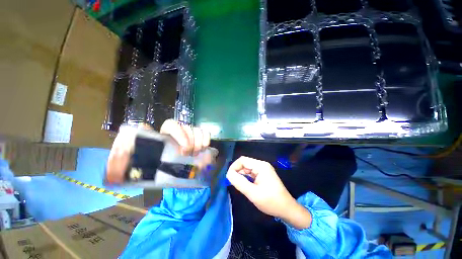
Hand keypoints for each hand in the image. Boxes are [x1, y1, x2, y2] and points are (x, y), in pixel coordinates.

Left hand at [106, 119, 210, 183]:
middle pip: (184, 126)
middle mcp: (175, 134)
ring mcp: (188, 136)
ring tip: (197, 153)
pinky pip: (204, 132)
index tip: (182, 150)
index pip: (169, 125)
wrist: (173, 178)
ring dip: (198, 141)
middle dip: (189, 140)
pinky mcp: (198, 139)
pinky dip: (206, 137)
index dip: (177, 133)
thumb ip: (123, 169)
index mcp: (161, 138)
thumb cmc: (156, 173)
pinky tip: (205, 147)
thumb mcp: (138, 172)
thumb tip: (112, 171)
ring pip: (195, 129)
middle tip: (188, 154)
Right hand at [226, 156, 311, 228]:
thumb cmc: (271, 202)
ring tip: (238, 186)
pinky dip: (246, 178)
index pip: (242, 160)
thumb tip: (228, 174)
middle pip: (245, 164)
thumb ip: (239, 182)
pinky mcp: (263, 175)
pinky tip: (245, 186)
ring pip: (247, 169)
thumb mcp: (253, 193)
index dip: (234, 167)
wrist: (287, 209)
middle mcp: (262, 165)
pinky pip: (251, 174)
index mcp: (261, 166)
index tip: (228, 177)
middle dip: (237, 172)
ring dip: (241, 176)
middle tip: (232, 183)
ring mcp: (263, 170)